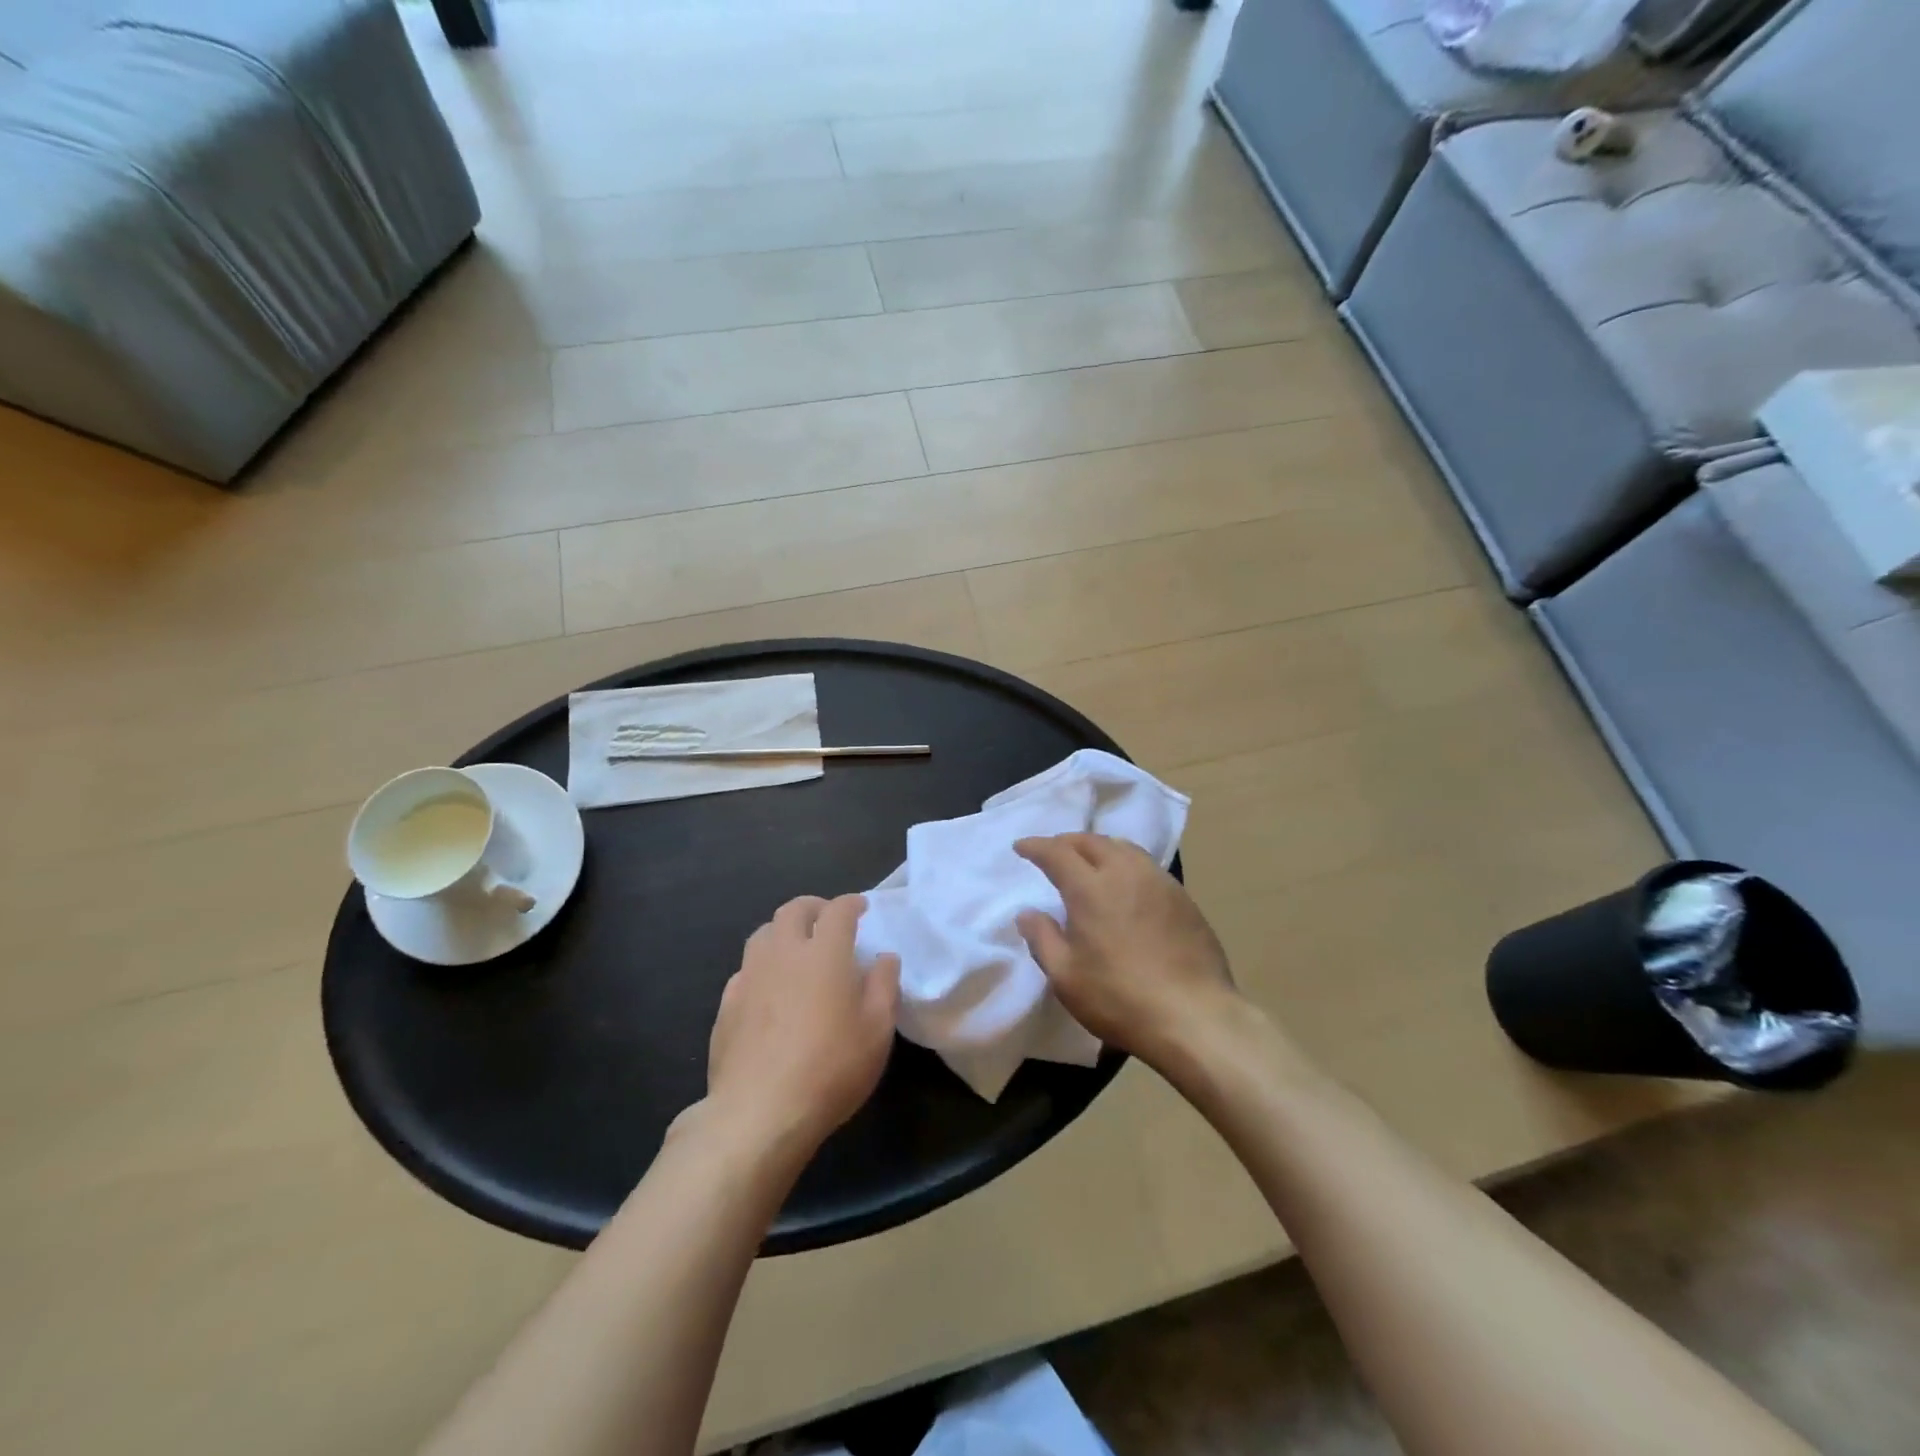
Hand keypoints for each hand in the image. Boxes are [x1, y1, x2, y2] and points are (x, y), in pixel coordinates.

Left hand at [703, 894, 900, 1155]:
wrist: (759, 1113)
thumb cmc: (831, 1068)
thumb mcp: (877, 1030)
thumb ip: (884, 986)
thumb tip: (884, 958)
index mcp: (824, 953)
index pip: (838, 910)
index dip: (851, 903)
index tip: (861, 908)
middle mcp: (783, 953)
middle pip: (793, 911)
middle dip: (813, 907)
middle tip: (827, 920)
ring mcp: (750, 977)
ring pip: (763, 934)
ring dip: (783, 931)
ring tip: (796, 949)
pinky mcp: (727, 1005)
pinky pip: (745, 969)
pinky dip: (762, 966)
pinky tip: (769, 988)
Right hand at [1014, 834, 1240, 1071]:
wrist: (1195, 1017)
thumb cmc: (1120, 999)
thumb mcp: (1065, 977)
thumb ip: (1042, 938)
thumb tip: (1028, 913)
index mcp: (1091, 888)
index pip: (1057, 852)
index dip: (1036, 846)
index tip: (1021, 847)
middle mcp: (1125, 873)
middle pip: (1092, 841)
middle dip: (1067, 842)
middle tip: (1053, 852)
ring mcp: (1159, 882)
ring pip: (1123, 848)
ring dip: (1099, 848)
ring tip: (1089, 862)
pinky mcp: (1183, 898)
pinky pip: (1147, 867)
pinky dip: (1126, 864)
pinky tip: (1126, 885)